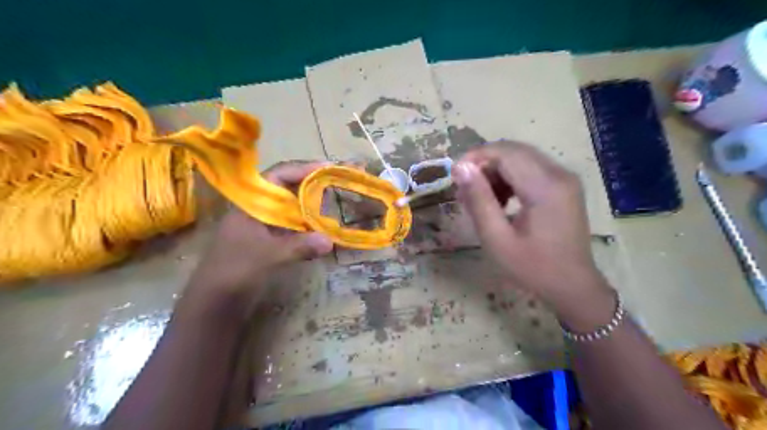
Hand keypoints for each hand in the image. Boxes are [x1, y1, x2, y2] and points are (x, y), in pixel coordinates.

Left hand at [188, 160, 332, 302]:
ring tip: (334, 205)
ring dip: (311, 208)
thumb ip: (299, 246)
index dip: (303, 169)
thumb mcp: (268, 256)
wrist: (213, 302)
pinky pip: (292, 228)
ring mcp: (263, 227)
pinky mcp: (268, 243)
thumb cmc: (234, 271)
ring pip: (291, 209)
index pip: (278, 176)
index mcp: (252, 204)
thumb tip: (330, 241)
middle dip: (311, 186)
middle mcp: (258, 211)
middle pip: (287, 190)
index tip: (327, 168)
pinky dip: (307, 228)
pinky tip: (322, 232)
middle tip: (336, 185)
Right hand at [451, 141, 608, 308]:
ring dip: (496, 172)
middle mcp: (559, 174)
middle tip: (464, 188)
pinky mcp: (564, 187)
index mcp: (545, 187)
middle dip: (484, 164)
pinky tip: (500, 200)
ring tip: (479, 198)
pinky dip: (510, 178)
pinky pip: (532, 170)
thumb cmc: (532, 268)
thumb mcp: (497, 238)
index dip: (476, 158)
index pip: (505, 153)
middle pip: (514, 151)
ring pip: (522, 159)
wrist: (572, 287)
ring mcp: (565, 179)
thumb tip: (461, 168)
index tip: (454, 176)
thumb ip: (479, 200)